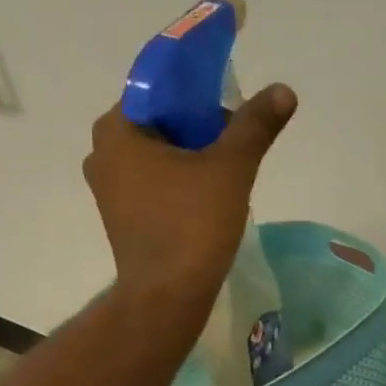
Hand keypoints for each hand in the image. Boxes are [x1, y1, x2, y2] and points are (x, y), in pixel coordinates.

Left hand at [83, 83, 298, 303]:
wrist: (167, 296)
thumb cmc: (192, 225)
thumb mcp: (230, 168)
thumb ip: (255, 125)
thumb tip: (283, 90)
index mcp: (117, 129)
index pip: (160, 89)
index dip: (201, 92)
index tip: (233, 110)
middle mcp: (102, 153)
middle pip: (162, 122)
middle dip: (202, 128)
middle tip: (238, 145)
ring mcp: (109, 189)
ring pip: (160, 156)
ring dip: (195, 158)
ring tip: (230, 175)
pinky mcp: (122, 218)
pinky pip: (156, 185)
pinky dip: (182, 183)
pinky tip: (210, 201)